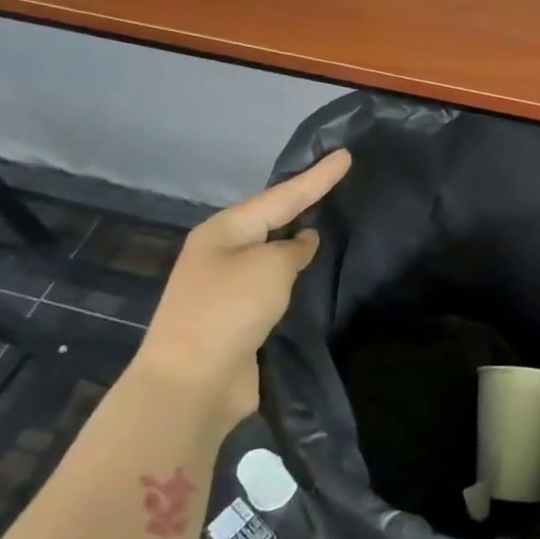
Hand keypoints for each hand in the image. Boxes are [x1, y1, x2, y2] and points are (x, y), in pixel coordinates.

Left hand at [131, 149, 350, 424]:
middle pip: (272, 220)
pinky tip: (318, 273)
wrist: (193, 383)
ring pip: (274, 255)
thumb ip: (293, 248)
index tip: (346, 155)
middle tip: (338, 183)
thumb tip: (302, 242)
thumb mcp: (269, 267)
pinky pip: (276, 287)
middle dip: (303, 203)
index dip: (317, 177)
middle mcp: (223, 254)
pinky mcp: (241, 319)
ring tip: (334, 223)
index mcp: (224, 231)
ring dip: (300, 243)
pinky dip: (297, 277)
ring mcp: (229, 288)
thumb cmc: (229, 310)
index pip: (281, 196)